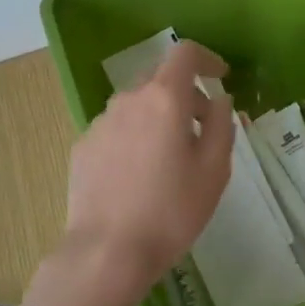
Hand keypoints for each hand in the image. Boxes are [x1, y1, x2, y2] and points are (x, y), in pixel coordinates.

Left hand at [61, 41, 233, 305]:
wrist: (106, 252)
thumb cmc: (171, 211)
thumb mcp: (214, 170)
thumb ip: (222, 125)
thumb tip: (219, 100)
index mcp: (164, 98)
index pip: (184, 53)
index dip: (207, 58)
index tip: (221, 77)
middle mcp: (128, 100)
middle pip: (159, 78)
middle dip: (185, 93)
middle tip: (201, 129)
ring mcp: (100, 123)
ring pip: (136, 105)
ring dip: (158, 117)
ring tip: (169, 159)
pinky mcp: (82, 147)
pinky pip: (116, 129)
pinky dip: (134, 138)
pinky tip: (138, 177)